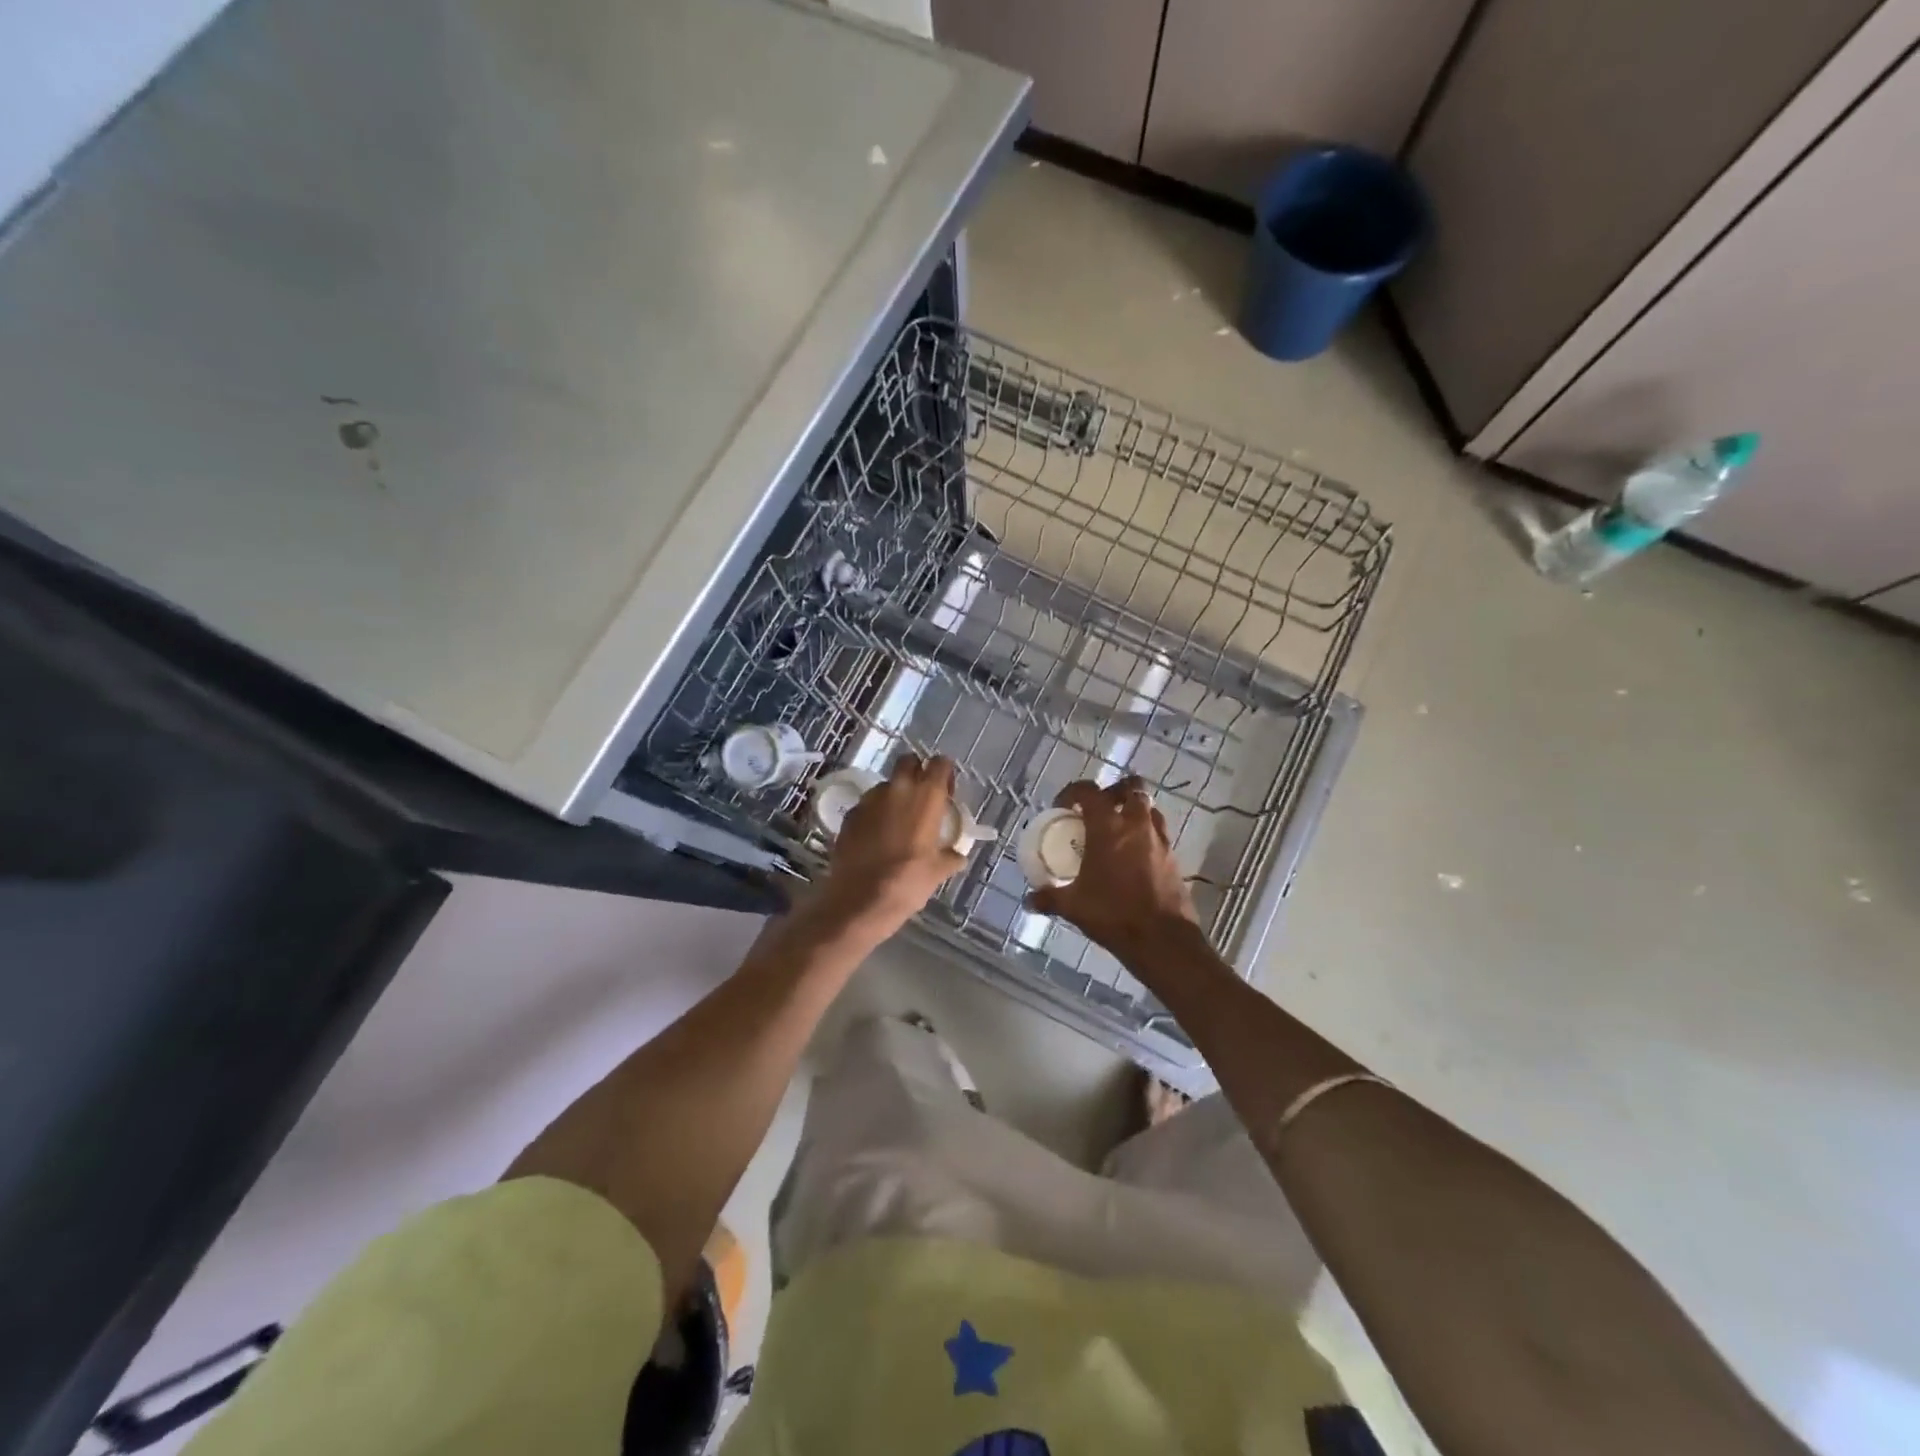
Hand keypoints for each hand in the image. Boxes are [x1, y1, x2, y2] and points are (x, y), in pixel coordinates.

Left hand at [816, 755, 967, 939]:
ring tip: (897, 823)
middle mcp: (897, 789)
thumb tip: (957, 855)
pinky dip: (875, 814)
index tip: (946, 792)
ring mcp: (869, 800)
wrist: (860, 900)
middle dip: (916, 772)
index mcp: (926, 796)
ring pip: (886, 785)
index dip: (944, 773)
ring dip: (894, 796)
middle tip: (921, 799)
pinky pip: (867, 806)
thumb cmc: (908, 882)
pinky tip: (876, 838)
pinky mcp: (849, 815)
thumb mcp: (938, 871)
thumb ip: (950, 856)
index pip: (940, 763)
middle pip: (908, 762)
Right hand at [1027, 776, 1199, 957]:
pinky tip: (1134, 854)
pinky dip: (1146, 832)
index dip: (1073, 792)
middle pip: (1130, 787)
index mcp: (1108, 827)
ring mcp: (1159, 839)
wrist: (1162, 939)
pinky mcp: (1174, 856)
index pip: (1089, 791)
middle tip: (1098, 809)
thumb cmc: (1113, 914)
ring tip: (1117, 829)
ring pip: (1148, 807)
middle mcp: (1136, 824)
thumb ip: (1049, 898)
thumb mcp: (1074, 906)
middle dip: (1114, 791)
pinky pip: (1158, 831)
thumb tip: (1029, 900)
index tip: (1063, 807)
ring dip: (1133, 810)